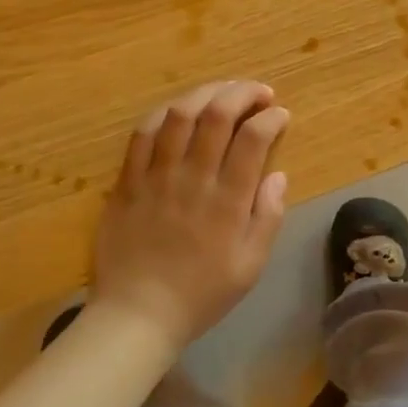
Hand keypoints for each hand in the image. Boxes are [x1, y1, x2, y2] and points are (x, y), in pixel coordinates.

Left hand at [92, 80, 290, 357]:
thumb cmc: (201, 294)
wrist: (137, 314)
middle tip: (258, 92)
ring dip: (206, 93)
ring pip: (180, 114)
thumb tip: (278, 174)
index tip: (280, 115)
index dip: (271, 117)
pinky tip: (180, 110)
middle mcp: (193, 178)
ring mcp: (156, 176)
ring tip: (223, 91)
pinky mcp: (128, 180)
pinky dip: (165, 112)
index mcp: (228, 201)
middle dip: (243, 92)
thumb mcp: (250, 266)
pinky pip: (143, 133)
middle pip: (217, 115)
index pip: (253, 138)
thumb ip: (268, 216)